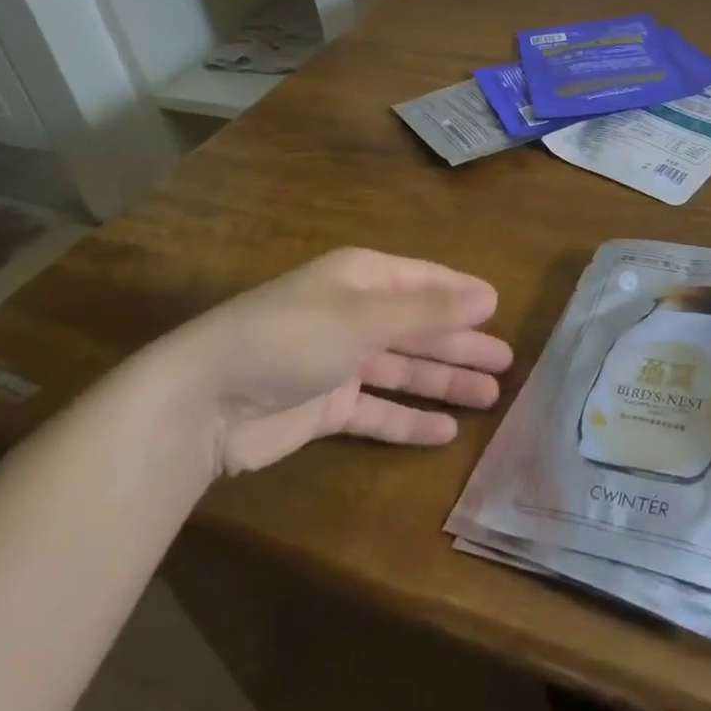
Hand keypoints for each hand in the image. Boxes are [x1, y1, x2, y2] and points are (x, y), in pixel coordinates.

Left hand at [149, 248, 512, 475]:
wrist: (203, 402)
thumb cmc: (291, 338)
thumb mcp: (365, 317)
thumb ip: (428, 310)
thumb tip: (489, 297)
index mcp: (361, 279)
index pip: (424, 281)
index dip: (463, 294)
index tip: (501, 308)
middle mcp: (353, 314)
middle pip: (419, 327)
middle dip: (462, 343)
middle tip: (507, 362)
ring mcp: (339, 362)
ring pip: (404, 369)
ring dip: (444, 380)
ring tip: (490, 396)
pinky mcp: (326, 406)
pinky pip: (378, 409)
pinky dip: (408, 418)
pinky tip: (444, 431)